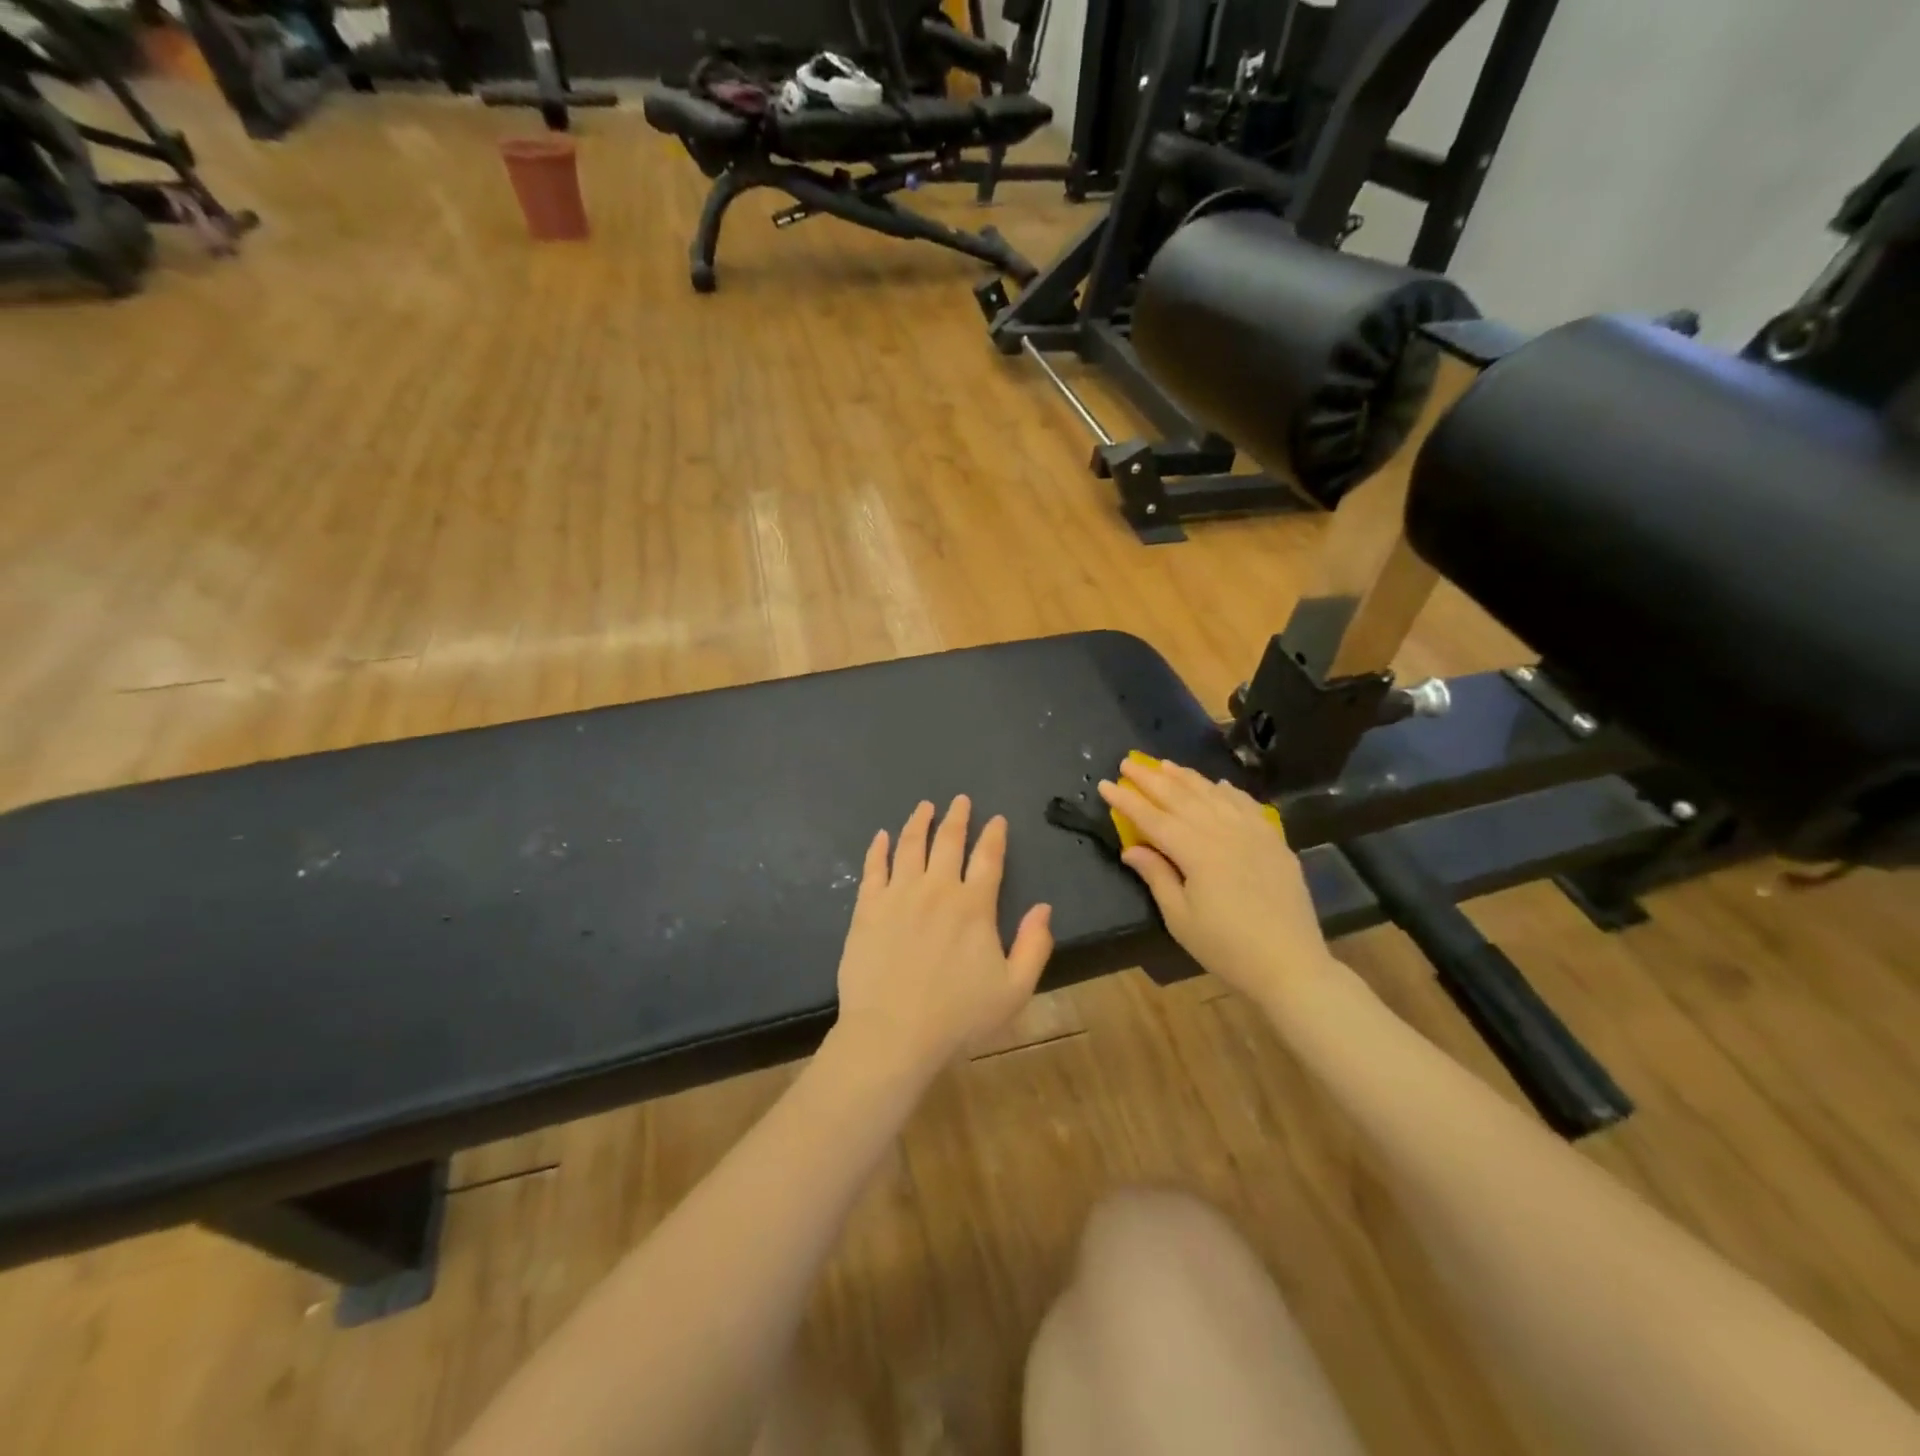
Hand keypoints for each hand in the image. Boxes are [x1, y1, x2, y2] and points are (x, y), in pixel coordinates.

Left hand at [833, 796, 1053, 1078]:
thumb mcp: (1014, 990)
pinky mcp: (868, 908)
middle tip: (960, 800)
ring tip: (925, 807)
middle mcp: (937, 889)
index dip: (994, 835)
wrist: (892, 1033)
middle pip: (948, 842)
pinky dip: (878, 848)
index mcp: (974, 906)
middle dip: (957, 817)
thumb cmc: (958, 1017)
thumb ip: (1034, 946)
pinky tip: (881, 836)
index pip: (988, 858)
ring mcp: (898, 895)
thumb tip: (1043, 908)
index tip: (996, 820)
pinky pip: (873, 868)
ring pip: (910, 846)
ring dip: (919, 822)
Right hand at [1097, 757, 1329, 1001]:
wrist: (1290, 964)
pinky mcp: (1274, 841)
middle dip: (1151, 779)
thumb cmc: (1226, 947)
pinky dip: (1228, 791)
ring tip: (1165, 764)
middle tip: (1128, 762)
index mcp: (1195, 851)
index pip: (1152, 818)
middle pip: (1181, 797)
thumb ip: (1156, 876)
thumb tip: (1131, 848)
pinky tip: (1218, 785)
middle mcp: (1222, 831)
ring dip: (1186, 777)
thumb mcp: (1180, 918)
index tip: (1105, 783)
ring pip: (1213, 794)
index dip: (1127, 800)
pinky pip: (1247, 805)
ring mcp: (1252, 832)